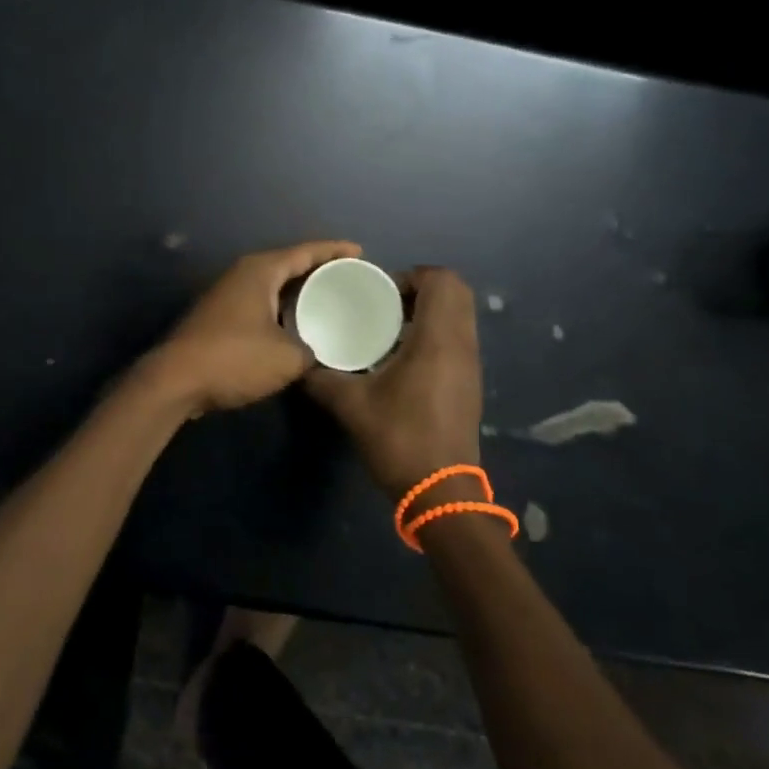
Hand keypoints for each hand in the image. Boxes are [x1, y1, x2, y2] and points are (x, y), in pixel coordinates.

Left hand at [149, 240, 360, 415]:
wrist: (175, 381)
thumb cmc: (234, 359)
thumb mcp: (288, 358)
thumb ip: (312, 351)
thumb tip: (315, 353)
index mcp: (261, 270)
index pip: (306, 251)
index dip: (335, 251)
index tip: (360, 253)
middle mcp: (242, 274)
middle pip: (288, 264)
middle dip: (318, 270)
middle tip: (349, 278)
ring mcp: (226, 294)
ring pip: (272, 285)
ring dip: (297, 291)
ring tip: (328, 300)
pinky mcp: (218, 316)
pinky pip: (260, 302)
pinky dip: (280, 308)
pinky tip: (294, 325)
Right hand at [306, 266, 483, 497]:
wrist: (440, 492)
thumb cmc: (399, 439)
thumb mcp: (351, 406)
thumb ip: (321, 379)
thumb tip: (298, 363)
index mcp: (438, 340)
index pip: (442, 281)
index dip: (412, 276)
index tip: (382, 293)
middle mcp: (461, 345)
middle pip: (457, 293)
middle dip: (422, 289)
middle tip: (386, 305)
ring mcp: (470, 365)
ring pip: (460, 316)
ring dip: (429, 311)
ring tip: (390, 328)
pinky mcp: (469, 383)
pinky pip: (458, 338)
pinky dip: (435, 333)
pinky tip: (402, 357)